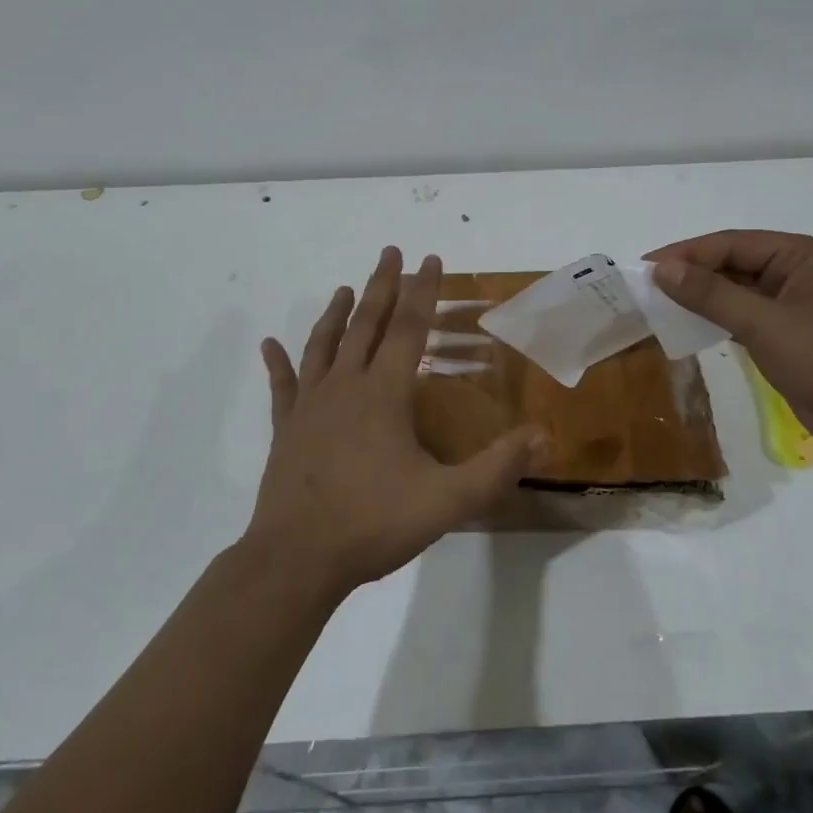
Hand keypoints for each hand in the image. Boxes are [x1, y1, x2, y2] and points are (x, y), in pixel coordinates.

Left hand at [247, 247, 547, 596]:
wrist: (297, 559)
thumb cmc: (373, 523)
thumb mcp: (448, 501)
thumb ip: (497, 468)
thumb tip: (542, 437)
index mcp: (384, 394)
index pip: (409, 329)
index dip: (423, 292)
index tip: (429, 259)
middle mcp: (345, 387)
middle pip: (366, 324)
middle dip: (382, 286)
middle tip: (390, 253)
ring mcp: (310, 406)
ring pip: (324, 345)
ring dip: (337, 313)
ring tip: (345, 288)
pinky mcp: (286, 429)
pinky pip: (282, 385)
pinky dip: (277, 362)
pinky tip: (269, 343)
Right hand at [646, 231, 812, 466]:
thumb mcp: (765, 325)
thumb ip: (712, 295)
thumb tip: (662, 269)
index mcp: (801, 255)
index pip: (731, 244)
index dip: (685, 254)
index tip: (643, 266)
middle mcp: (798, 272)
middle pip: (733, 264)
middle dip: (691, 274)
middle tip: (645, 287)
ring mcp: (795, 305)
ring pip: (736, 292)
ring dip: (701, 298)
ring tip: (658, 305)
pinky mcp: (790, 335)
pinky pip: (744, 317)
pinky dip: (716, 320)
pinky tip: (689, 327)